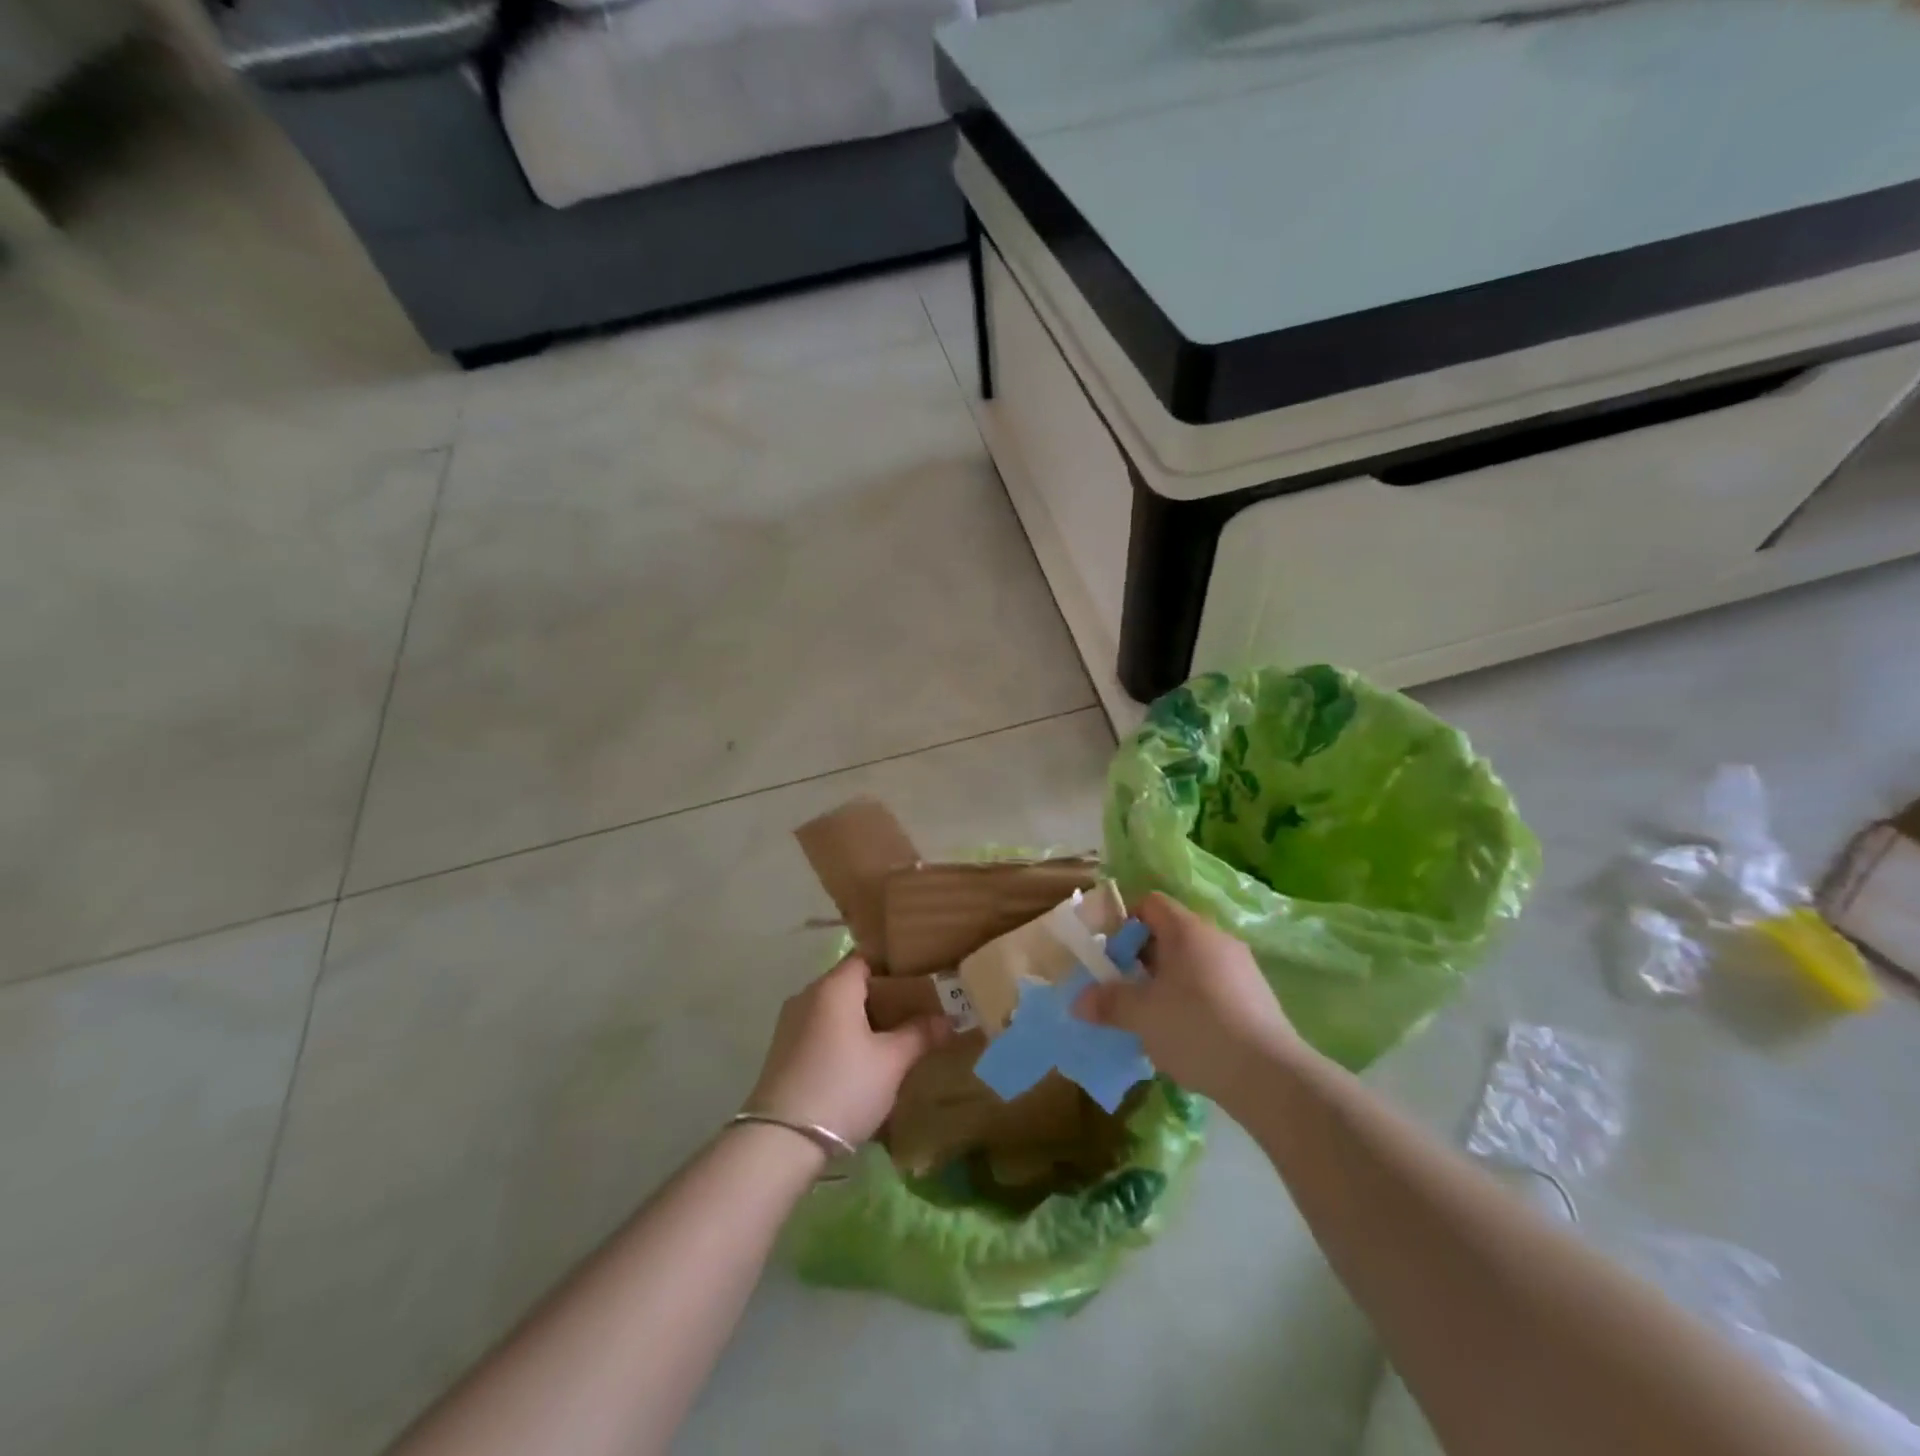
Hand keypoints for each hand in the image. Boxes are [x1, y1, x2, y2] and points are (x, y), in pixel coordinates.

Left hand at [745, 954, 951, 1144]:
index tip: (923, 979)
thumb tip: (949, 1020)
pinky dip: (843, 1036)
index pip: (868, 958)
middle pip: (852, 983)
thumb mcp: (891, 1062)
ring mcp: (791, 1022)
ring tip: (894, 1038)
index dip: (896, 966)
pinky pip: (821, 1029)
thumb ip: (920, 1034)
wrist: (781, 1141)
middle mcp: (809, 994)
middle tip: (917, 1011)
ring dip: (863, 1019)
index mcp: (835, 986)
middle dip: (884, 996)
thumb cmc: (843, 1086)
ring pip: (836, 1008)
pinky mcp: (783, 1050)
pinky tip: (862, 1061)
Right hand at [1075, 892, 1299, 1103]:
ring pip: (1193, 962)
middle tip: (1125, 988)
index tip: (1110, 955)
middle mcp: (1217, 938)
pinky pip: (1214, 985)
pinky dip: (1194, 999)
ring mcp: (1242, 967)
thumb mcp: (1141, 1015)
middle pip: (1171, 933)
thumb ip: (1108, 1003)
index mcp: (1187, 930)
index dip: (1125, 921)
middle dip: (1143, 957)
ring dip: (1168, 981)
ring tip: (1152, 1016)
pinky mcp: (1257, 997)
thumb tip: (1079, 1002)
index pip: (1150, 903)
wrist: (1269, 1075)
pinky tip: (1186, 1035)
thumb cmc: (1195, 1028)